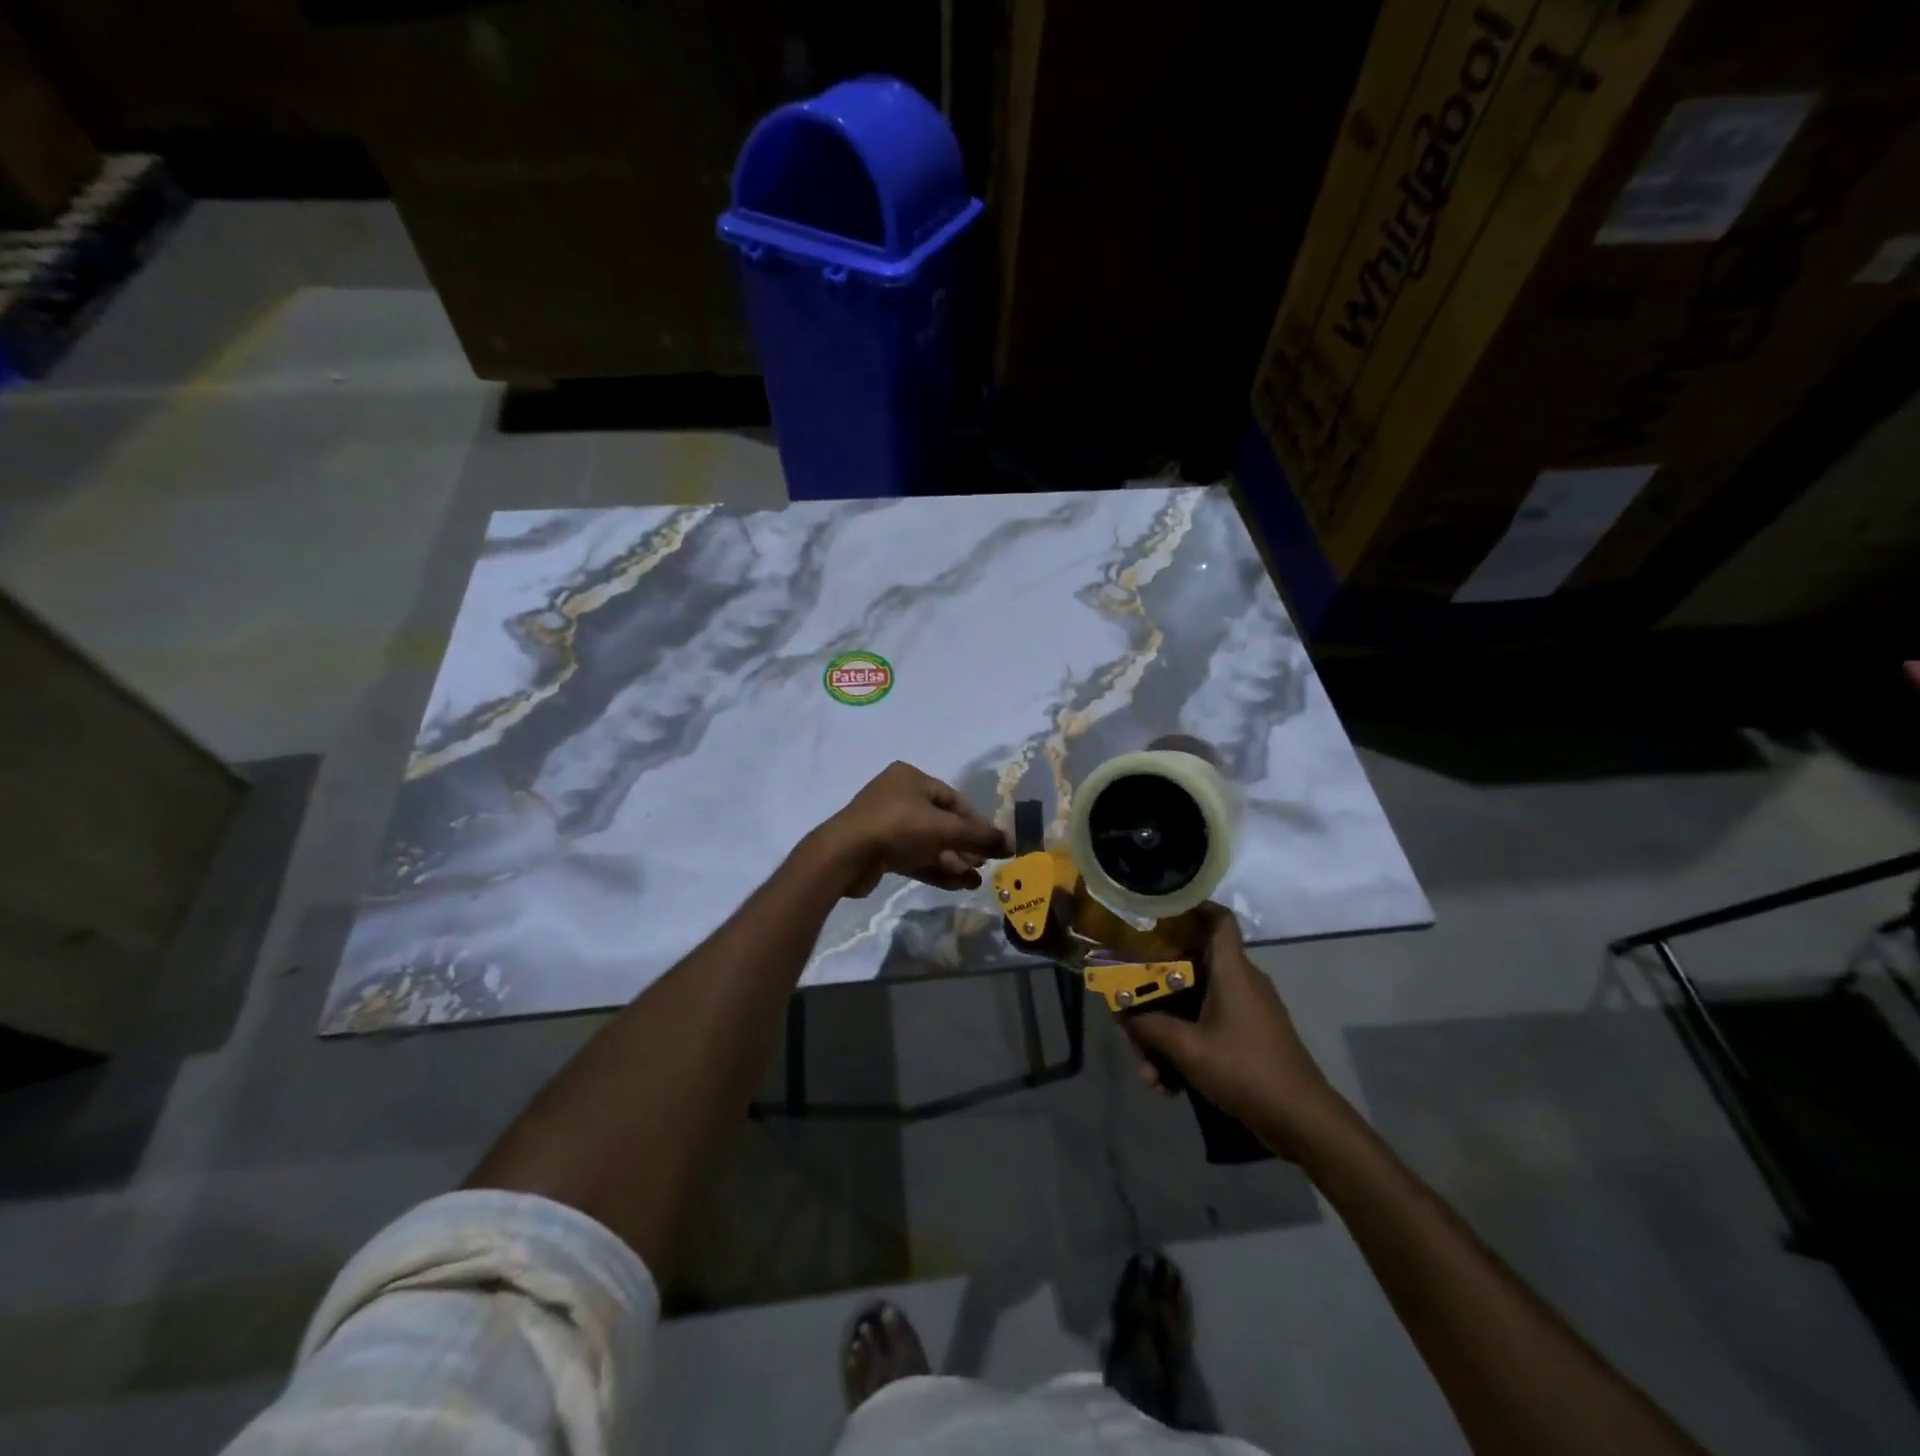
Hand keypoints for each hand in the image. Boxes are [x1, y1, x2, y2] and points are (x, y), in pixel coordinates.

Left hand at [816, 762, 1009, 897]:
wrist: (844, 856)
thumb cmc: (897, 828)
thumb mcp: (944, 829)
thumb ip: (979, 836)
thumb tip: (1012, 843)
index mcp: (911, 779)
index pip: (953, 799)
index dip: (977, 822)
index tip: (995, 844)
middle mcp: (898, 796)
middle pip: (942, 822)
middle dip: (965, 845)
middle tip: (986, 864)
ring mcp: (886, 824)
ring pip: (929, 842)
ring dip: (953, 861)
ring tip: (976, 882)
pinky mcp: (879, 850)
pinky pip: (914, 857)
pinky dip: (936, 869)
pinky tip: (958, 885)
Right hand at [1122, 906, 1346, 1159]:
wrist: (1302, 1122)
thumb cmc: (1245, 1069)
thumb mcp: (1187, 1048)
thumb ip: (1149, 1026)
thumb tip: (1119, 1012)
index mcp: (1232, 970)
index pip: (1218, 919)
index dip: (1190, 908)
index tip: (1155, 913)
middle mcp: (1239, 983)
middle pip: (1188, 970)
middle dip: (1153, 996)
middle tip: (1127, 1016)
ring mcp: (1244, 1012)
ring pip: (1191, 1007)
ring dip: (1164, 1036)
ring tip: (1148, 1073)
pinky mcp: (1247, 1038)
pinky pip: (1204, 1029)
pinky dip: (1183, 1051)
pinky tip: (1166, 1086)